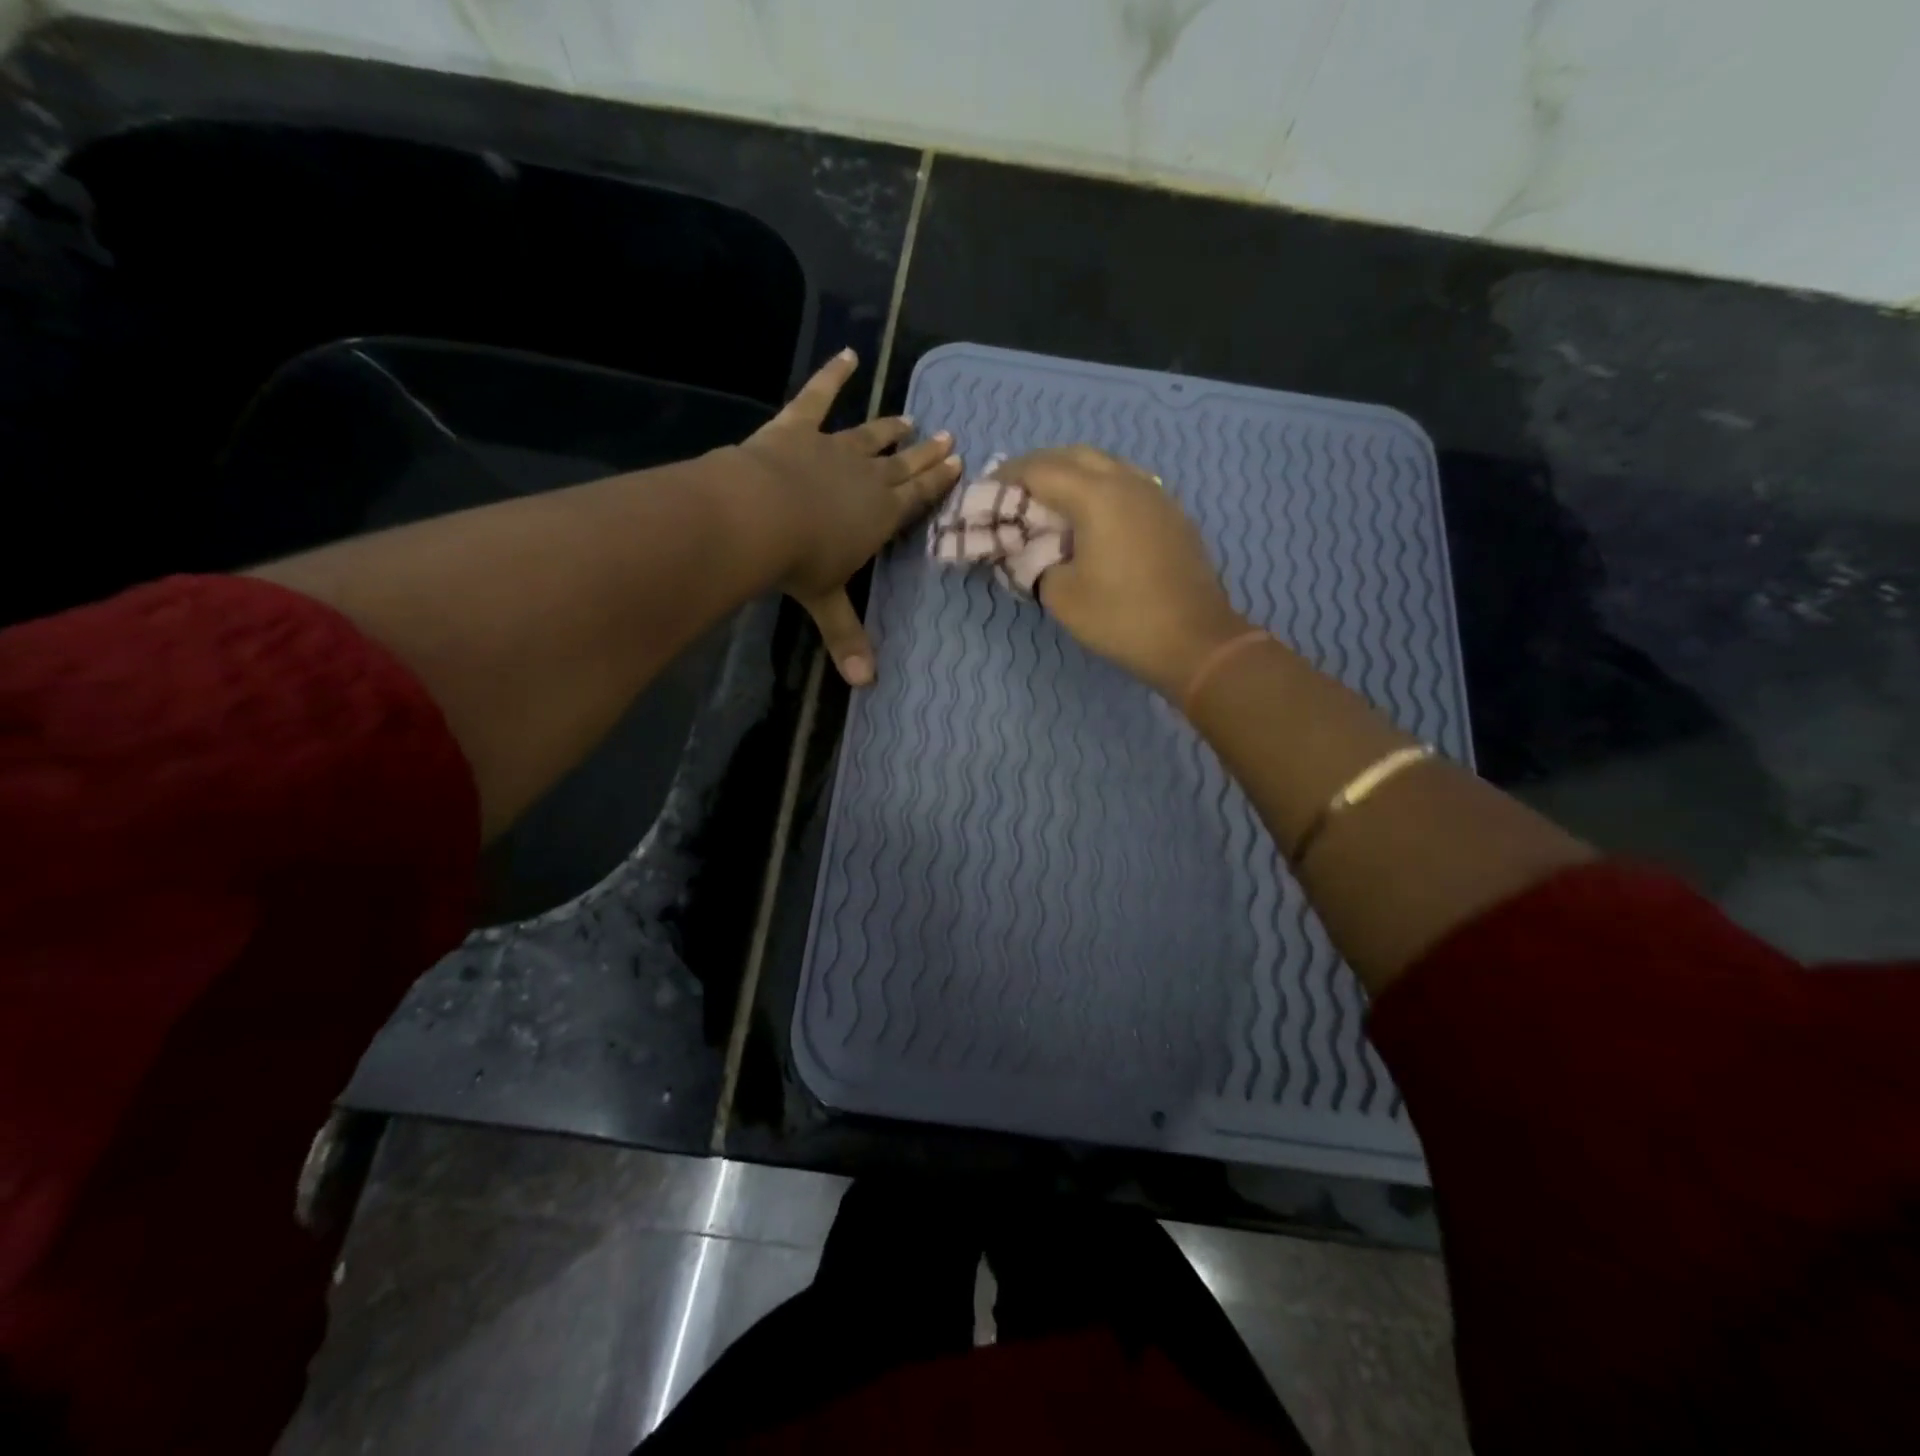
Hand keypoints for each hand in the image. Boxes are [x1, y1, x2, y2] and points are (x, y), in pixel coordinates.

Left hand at [734, 349, 961, 684]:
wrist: (758, 516)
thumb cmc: (800, 563)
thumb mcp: (826, 604)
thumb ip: (847, 638)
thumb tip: (866, 685)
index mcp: (881, 516)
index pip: (917, 498)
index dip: (937, 482)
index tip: (957, 462)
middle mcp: (867, 478)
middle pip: (903, 465)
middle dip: (926, 454)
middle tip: (947, 437)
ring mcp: (834, 448)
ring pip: (871, 435)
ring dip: (891, 428)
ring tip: (910, 419)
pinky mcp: (798, 427)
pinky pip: (818, 396)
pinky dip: (833, 374)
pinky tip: (849, 354)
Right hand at [997, 445, 1247, 697]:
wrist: (1195, 641)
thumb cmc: (1121, 619)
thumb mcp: (1061, 595)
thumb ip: (1033, 563)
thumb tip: (1026, 550)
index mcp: (1096, 495)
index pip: (1040, 469)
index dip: (1007, 477)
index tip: (986, 492)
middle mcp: (1127, 481)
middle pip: (1073, 456)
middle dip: (1038, 468)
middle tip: (1014, 492)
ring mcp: (1155, 494)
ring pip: (1104, 466)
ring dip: (1071, 475)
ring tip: (1049, 502)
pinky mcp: (1171, 513)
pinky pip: (1126, 484)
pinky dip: (1098, 489)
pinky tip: (1090, 517)